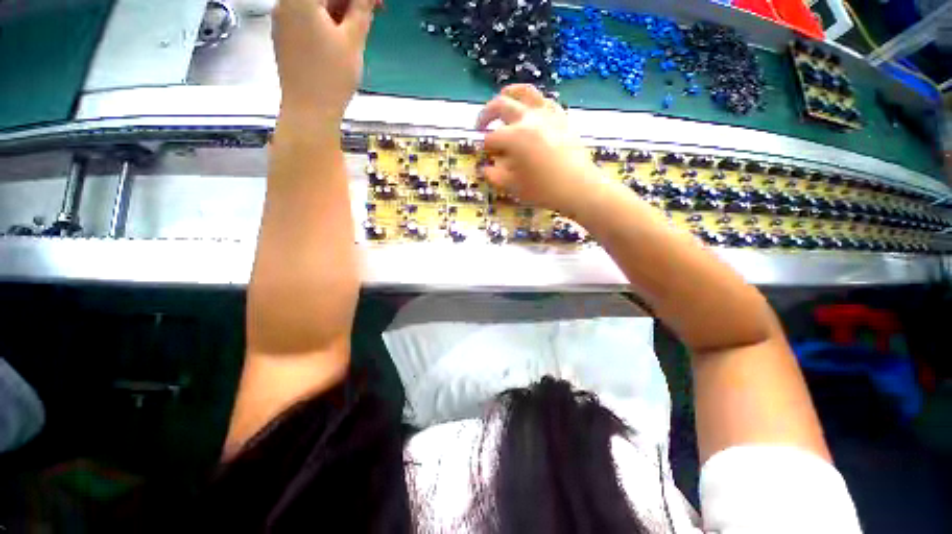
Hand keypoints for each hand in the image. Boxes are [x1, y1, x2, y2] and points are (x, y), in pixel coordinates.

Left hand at [272, 0, 375, 124]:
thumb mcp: (352, 41)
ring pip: (315, 6)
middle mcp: (285, 3)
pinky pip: (307, 19)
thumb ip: (361, 10)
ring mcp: (282, 20)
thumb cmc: (332, 77)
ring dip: (339, 11)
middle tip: (371, 13)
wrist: (309, 112)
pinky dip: (326, 22)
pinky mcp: (284, 37)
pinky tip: (341, 37)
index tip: (377, 4)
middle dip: (349, 2)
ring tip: (358, 28)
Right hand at [476, 85, 604, 215]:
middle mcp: (527, 118)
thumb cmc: (544, 190)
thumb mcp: (514, 187)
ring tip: (502, 98)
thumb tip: (485, 168)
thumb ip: (495, 176)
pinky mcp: (560, 117)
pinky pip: (544, 100)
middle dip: (486, 114)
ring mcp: (546, 114)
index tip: (485, 155)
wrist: (578, 187)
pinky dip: (532, 101)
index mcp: (513, 137)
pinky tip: (530, 109)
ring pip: (524, 92)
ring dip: (508, 94)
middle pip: (500, 106)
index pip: (491, 138)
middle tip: (480, 125)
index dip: (485, 147)